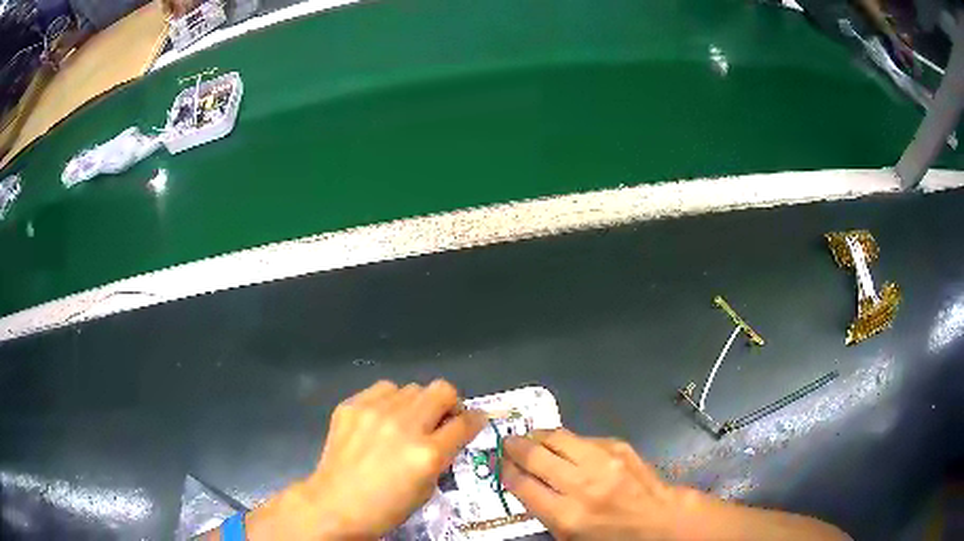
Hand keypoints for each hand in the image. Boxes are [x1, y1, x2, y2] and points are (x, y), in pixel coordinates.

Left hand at [243, 380, 485, 539]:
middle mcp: (404, 426)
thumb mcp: (427, 488)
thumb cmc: (386, 507)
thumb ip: (443, 455)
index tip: (475, 420)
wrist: (335, 504)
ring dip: (417, 403)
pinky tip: (381, 419)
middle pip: (442, 390)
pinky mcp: (351, 406)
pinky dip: (390, 401)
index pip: (464, 422)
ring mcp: (375, 412)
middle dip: (449, 404)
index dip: (475, 419)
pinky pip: (383, 389)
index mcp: (427, 454)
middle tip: (440, 420)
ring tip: (406, 421)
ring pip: (412, 387)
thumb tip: (452, 432)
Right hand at [503, 429, 850, 540]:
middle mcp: (581, 484)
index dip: (506, 471)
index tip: (500, 465)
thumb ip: (545, 512)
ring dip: (537, 435)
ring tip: (529, 437)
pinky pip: (581, 438)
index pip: (521, 484)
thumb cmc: (613, 538)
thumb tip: (524, 485)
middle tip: (506, 443)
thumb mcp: (571, 537)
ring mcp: (602, 461)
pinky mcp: (618, 446)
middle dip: (514, 446)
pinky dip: (566, 440)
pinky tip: (563, 444)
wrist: (660, 520)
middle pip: (535, 454)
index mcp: (566, 514)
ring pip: (556, 437)